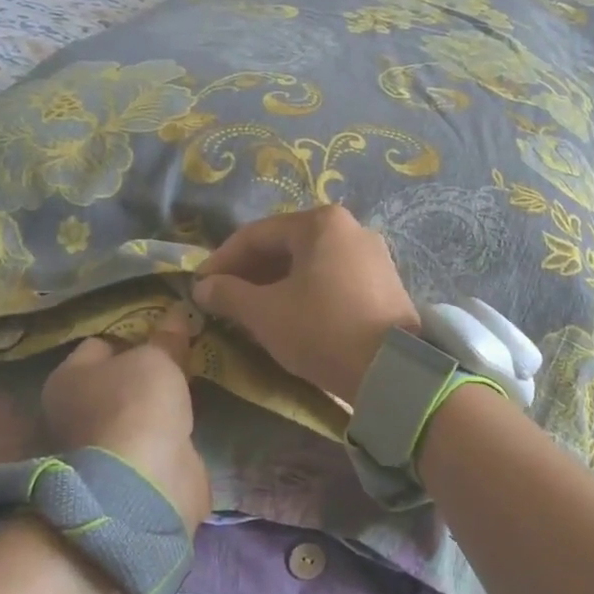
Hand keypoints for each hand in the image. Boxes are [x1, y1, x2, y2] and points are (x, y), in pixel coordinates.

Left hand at [40, 303, 209, 530]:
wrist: (145, 482)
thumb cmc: (138, 404)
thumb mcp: (157, 358)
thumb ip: (166, 339)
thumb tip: (176, 314)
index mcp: (67, 379)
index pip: (99, 345)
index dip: (132, 336)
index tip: (164, 333)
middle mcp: (74, 412)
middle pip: (115, 380)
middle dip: (144, 372)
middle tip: (180, 357)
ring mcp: (100, 447)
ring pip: (133, 412)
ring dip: (156, 406)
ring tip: (190, 387)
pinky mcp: (127, 473)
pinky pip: (150, 440)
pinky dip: (166, 434)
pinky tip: (189, 422)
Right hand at [193, 205, 419, 402]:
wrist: (393, 370)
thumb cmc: (322, 330)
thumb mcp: (266, 313)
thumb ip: (228, 294)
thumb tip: (203, 287)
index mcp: (320, 223)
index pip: (256, 235)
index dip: (222, 260)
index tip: (200, 285)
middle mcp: (350, 228)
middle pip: (285, 246)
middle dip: (249, 272)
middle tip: (222, 298)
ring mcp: (372, 255)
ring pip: (309, 264)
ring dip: (274, 284)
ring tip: (250, 310)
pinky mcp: (383, 283)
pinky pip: (331, 279)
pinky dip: (304, 292)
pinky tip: (288, 316)